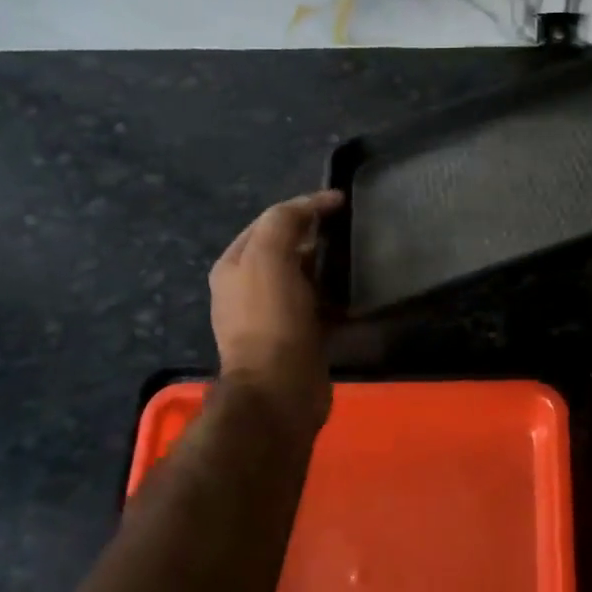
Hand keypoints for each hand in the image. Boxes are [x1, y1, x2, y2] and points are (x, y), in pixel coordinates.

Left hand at [210, 191, 342, 432]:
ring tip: (357, 259)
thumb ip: (283, 223)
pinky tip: (355, 296)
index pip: (269, 221)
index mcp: (234, 265)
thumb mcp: (269, 257)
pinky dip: (336, 298)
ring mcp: (272, 316)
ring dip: (327, 267)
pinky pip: (318, 307)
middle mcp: (247, 288)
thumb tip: (312, 206)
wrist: (280, 389)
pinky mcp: (298, 338)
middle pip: (285, 249)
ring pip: (304, 278)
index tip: (342, 201)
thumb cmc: (271, 319)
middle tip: (350, 230)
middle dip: (315, 236)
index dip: (304, 206)